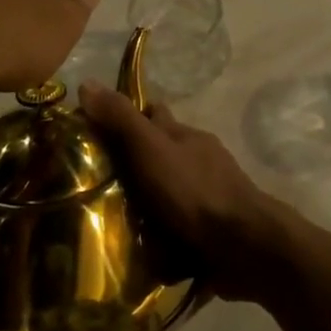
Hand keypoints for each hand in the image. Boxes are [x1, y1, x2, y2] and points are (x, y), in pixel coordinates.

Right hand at [78, 84, 283, 300]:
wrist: (244, 246)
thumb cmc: (193, 190)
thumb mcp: (151, 149)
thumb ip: (121, 119)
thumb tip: (86, 83)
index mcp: (183, 135)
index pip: (152, 114)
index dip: (126, 116)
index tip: (92, 130)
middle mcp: (196, 159)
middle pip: (160, 152)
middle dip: (133, 161)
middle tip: (90, 181)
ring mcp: (207, 195)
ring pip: (169, 190)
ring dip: (146, 200)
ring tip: (106, 219)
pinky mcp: (210, 231)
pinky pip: (178, 225)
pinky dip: (160, 232)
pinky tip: (137, 247)